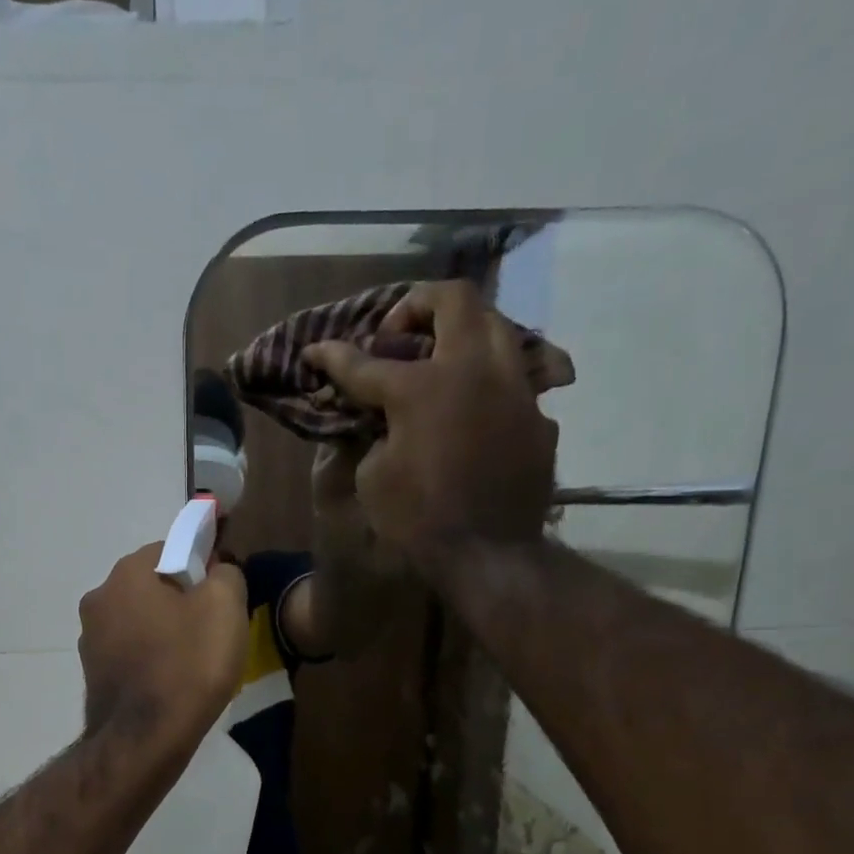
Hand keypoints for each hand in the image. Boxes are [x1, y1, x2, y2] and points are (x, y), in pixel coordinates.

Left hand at [78, 542, 247, 749]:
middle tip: (212, 631)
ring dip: (164, 632)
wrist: (145, 740)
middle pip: (152, 587)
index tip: (224, 597)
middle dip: (182, 601)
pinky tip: (171, 683)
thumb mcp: (226, 606)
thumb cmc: (188, 665)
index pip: (171, 548)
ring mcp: (89, 639)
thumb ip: (226, 573)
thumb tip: (217, 570)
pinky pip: (131, 654)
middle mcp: (99, 597)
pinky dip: (150, 660)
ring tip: (193, 663)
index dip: (203, 567)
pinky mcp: (92, 674)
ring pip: (140, 622)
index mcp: (127, 572)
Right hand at [304, 280, 557, 573]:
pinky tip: (473, 414)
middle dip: (417, 305)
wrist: (488, 554)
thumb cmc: (419, 521)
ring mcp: (514, 388)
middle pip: (453, 299)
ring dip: (462, 332)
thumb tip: (385, 420)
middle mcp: (474, 370)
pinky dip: (486, 385)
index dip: (334, 356)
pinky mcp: (537, 416)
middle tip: (398, 334)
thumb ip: (375, 434)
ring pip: (496, 326)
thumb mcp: (373, 479)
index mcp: (421, 388)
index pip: (365, 362)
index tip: (316, 350)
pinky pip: (513, 381)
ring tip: (441, 361)